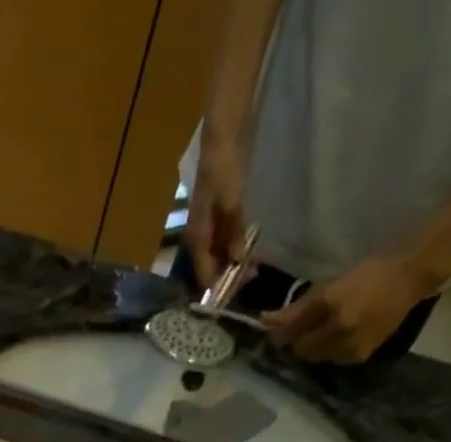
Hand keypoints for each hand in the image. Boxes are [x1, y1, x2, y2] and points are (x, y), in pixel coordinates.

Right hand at [185, 129, 248, 289]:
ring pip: (218, 255)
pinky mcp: (218, 215)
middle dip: (227, 277)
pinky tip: (248, 249)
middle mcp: (199, 237)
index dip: (217, 288)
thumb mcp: (231, 201)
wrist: (224, 134)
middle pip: (210, 267)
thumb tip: (237, 261)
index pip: (203, 274)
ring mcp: (208, 227)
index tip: (233, 299)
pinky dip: (235, 247)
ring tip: (253, 268)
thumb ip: (234, 232)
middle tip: (250, 280)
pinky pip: (225, 240)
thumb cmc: (224, 167)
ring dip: (232, 263)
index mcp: (197, 237)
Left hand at [261, 254, 438, 363]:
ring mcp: (349, 344)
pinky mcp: (359, 356)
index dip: (278, 331)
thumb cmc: (368, 274)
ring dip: (312, 348)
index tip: (271, 328)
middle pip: (300, 348)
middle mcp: (338, 328)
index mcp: (329, 303)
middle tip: (299, 331)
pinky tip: (338, 338)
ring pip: (315, 357)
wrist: (411, 277)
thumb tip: (265, 321)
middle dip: (296, 341)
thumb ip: (299, 306)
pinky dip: (329, 352)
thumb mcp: (331, 283)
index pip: (291, 328)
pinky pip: (332, 360)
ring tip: (322, 332)